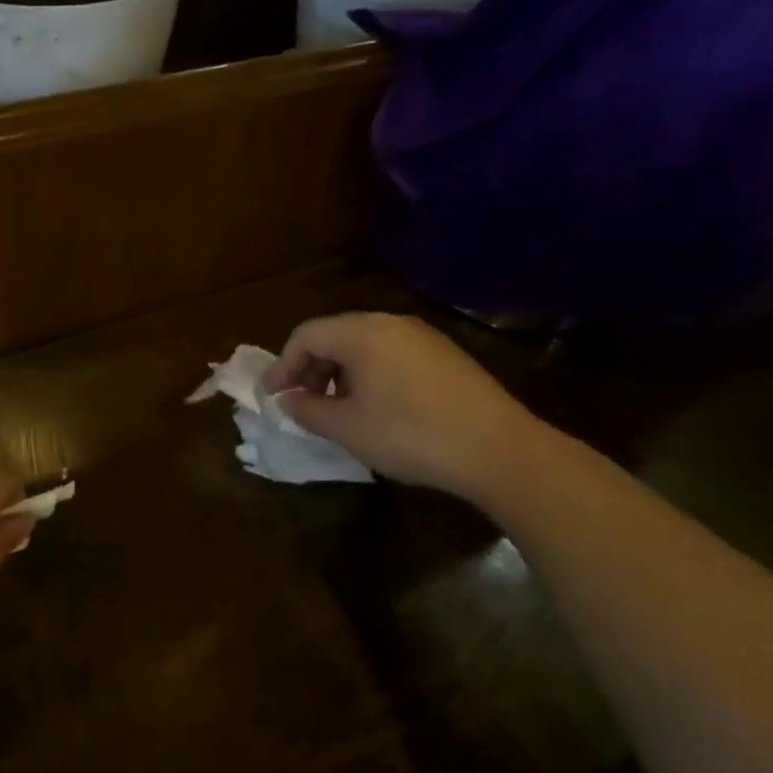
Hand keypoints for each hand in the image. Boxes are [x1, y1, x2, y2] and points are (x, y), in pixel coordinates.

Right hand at [264, 312, 543, 499]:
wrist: (500, 450)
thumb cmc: (410, 435)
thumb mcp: (347, 428)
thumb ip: (308, 410)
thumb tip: (288, 400)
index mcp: (360, 333)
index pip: (305, 335)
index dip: (283, 365)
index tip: (273, 396)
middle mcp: (390, 323)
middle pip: (334, 335)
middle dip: (310, 367)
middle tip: (302, 402)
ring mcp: (423, 336)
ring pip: (364, 344)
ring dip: (339, 372)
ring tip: (338, 408)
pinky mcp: (446, 354)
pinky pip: (391, 353)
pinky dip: (370, 373)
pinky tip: (377, 407)